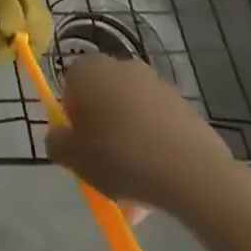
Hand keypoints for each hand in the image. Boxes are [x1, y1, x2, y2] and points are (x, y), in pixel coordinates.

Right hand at [44, 52, 238, 215]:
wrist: (193, 172)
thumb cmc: (122, 157)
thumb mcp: (75, 158)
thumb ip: (57, 144)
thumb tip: (59, 138)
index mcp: (88, 70)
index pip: (70, 87)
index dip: (73, 120)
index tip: (83, 149)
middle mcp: (119, 66)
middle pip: (102, 99)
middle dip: (103, 131)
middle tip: (107, 168)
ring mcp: (155, 83)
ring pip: (131, 114)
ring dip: (130, 141)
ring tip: (138, 185)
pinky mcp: (183, 105)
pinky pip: (158, 124)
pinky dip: (155, 145)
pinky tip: (161, 179)